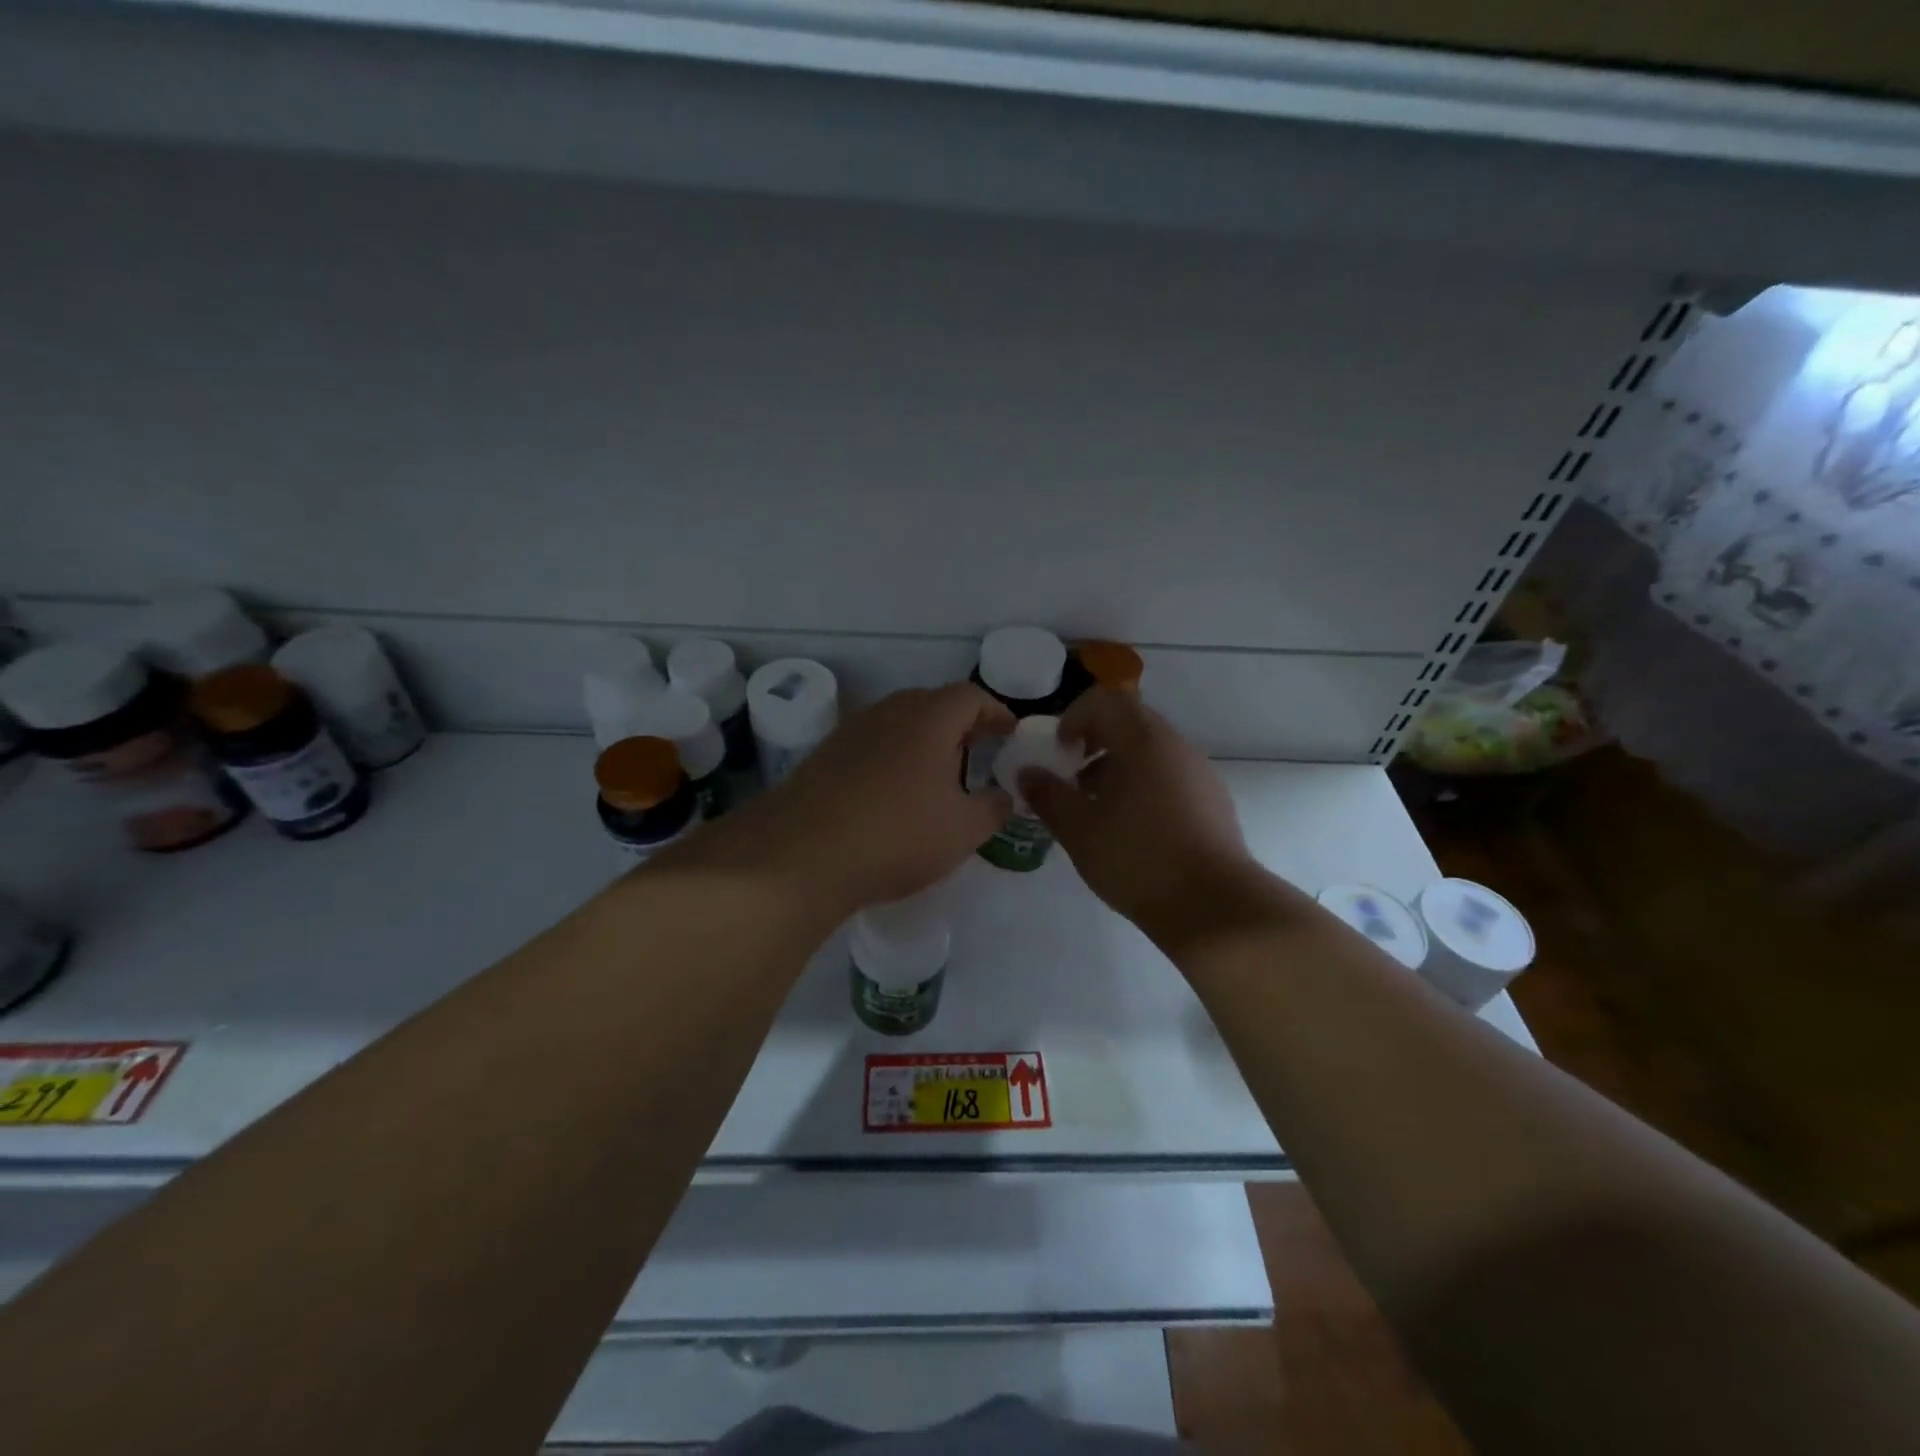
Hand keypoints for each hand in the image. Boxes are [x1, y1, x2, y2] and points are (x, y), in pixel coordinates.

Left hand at [699, 684, 1014, 913]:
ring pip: (898, 722)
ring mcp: (851, 731)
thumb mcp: (963, 830)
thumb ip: (994, 808)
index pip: (970, 697)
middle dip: (959, 724)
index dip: (995, 712)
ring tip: (937, 774)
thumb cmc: (897, 835)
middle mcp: (889, 712)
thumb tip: (1003, 796)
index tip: (1009, 733)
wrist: (803, 854)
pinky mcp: (824, 755)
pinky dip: (893, 757)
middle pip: (932, 703)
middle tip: (976, 751)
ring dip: (923, 740)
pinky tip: (892, 793)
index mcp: (929, 719)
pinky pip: (872, 743)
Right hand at [1019, 689, 1262, 951]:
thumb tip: (1028, 773)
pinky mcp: (1214, 801)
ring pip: (1151, 751)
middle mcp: (1176, 746)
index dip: (1074, 717)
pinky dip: (1143, 785)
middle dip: (1094, 743)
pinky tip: (1132, 829)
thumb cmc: (1138, 859)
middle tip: (1071, 778)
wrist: (1214, 906)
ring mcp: (1200, 772)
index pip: (1105, 700)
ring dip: (1117, 767)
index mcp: (1143, 741)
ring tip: (1097, 809)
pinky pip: (1170, 775)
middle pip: (1129, 723)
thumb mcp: (1079, 829)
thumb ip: (1048, 795)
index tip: (1058, 751)